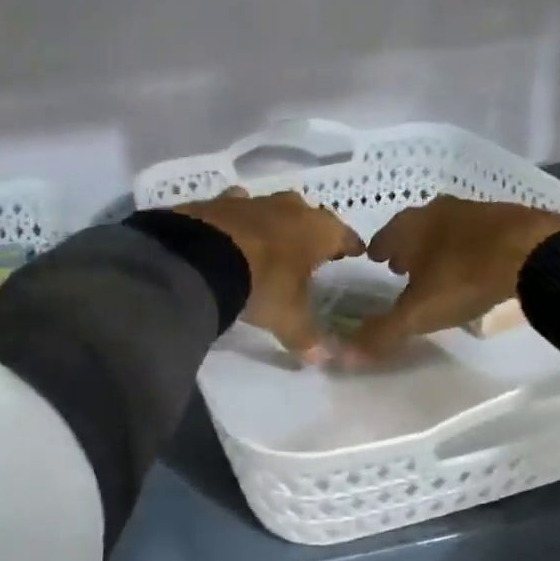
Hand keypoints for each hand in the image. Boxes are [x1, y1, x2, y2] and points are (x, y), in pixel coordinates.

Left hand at [176, 188, 364, 361]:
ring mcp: (254, 201)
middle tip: (312, 250)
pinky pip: (237, 206)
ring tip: (273, 242)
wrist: (202, 258)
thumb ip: (307, 337)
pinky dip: (238, 218)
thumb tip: (322, 359)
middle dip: (312, 233)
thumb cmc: (263, 284)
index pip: (345, 236)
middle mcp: (291, 209)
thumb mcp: (288, 318)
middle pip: (310, 217)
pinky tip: (233, 229)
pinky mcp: (220, 201)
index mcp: (318, 231)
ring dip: (276, 223)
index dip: (351, 245)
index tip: (356, 251)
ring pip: (274, 208)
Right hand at [346, 196, 559, 361]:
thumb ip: (382, 333)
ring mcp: (474, 210)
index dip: (378, 251)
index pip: (383, 237)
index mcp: (410, 226)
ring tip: (438, 267)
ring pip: (445, 228)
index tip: (376, 262)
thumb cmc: (464, 277)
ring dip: (438, 245)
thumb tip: (341, 357)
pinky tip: (476, 264)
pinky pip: (477, 233)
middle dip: (407, 246)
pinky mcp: (506, 217)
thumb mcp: (419, 313)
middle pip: (414, 228)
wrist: (535, 251)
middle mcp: (437, 211)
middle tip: (402, 266)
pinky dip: (468, 246)